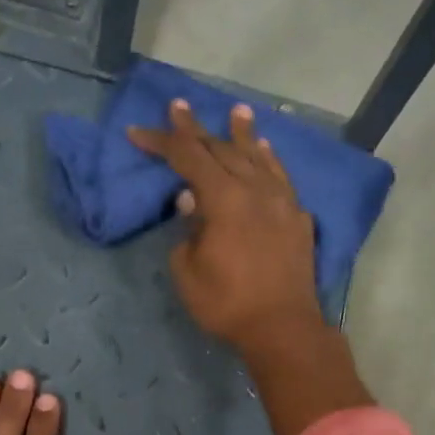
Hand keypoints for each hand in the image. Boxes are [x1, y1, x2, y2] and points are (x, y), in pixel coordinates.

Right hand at [130, 99, 373, 434]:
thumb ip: (187, 231)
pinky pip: (280, 177)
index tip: (137, 132)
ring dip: (242, 134)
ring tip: (237, 112)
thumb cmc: (227, 304)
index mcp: (223, 198)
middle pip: (222, 150)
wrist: (282, 327)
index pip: (187, 158)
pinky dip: (269, 160)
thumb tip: (191, 202)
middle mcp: (254, 189)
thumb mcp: (188, 271)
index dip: (161, 141)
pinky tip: (265, 152)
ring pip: (258, 157)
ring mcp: (281, 201)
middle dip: (196, 129)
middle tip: (180, 106)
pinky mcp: (297, 219)